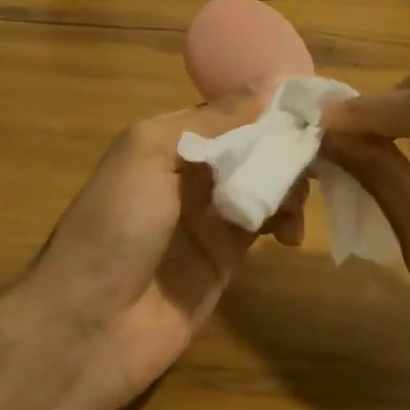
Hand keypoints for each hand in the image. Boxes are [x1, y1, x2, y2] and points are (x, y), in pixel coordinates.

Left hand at [22, 88, 304, 409]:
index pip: (232, 111)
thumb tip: (272, 83)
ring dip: (291, 182)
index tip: (315, 101)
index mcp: (170, 139)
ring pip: (266, 182)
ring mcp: (212, 215)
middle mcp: (193, 171)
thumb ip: (214, 120)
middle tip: (321, 153)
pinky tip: (291, 232)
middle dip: (286, 145)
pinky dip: (287, 219)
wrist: (88, 327)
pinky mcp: (229, 255)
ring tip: (301, 199)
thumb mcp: (152, 153)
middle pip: (254, 145)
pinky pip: (267, 223)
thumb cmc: (115, 225)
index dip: (270, 105)